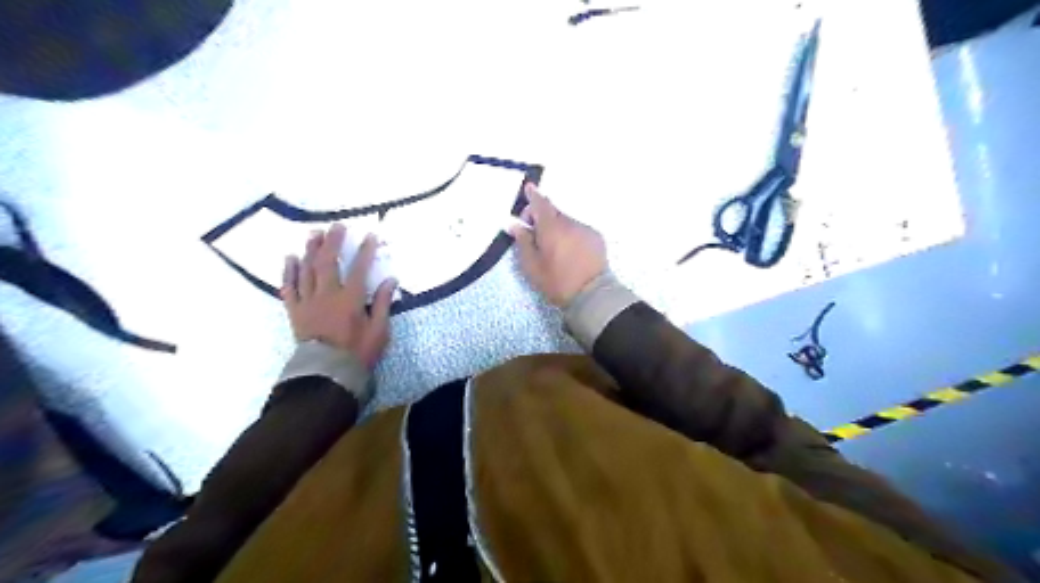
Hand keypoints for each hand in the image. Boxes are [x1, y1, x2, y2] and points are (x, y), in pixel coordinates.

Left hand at [282, 222, 398, 368]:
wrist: (326, 373)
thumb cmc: (357, 352)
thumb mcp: (379, 330)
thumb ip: (382, 303)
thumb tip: (390, 280)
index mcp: (350, 299)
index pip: (359, 269)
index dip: (365, 251)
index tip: (370, 236)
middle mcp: (327, 295)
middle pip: (328, 262)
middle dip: (333, 242)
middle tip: (336, 226)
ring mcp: (308, 301)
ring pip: (307, 270)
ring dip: (310, 250)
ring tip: (314, 234)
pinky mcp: (295, 310)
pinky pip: (289, 287)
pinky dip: (289, 271)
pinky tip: (290, 258)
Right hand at [508, 185, 605, 305]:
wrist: (592, 295)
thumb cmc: (557, 282)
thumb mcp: (532, 266)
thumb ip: (523, 242)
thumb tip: (514, 224)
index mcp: (551, 228)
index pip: (540, 204)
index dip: (533, 195)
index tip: (528, 187)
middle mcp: (570, 223)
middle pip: (553, 212)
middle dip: (542, 216)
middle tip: (533, 231)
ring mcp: (585, 229)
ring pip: (566, 222)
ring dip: (557, 227)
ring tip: (552, 247)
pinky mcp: (596, 238)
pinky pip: (578, 230)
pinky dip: (571, 234)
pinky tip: (569, 251)